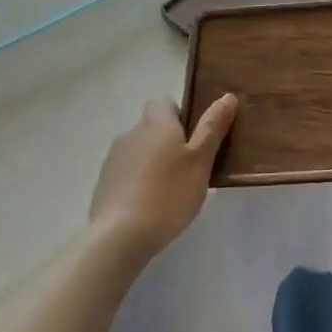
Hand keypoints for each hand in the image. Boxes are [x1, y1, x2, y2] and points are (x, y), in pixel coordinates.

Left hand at [89, 94, 237, 260]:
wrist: (120, 235)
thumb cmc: (170, 193)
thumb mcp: (201, 160)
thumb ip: (213, 127)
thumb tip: (227, 96)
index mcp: (156, 123)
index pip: (164, 103)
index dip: (181, 115)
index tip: (196, 137)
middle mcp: (131, 134)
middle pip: (152, 127)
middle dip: (169, 141)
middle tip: (190, 166)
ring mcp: (114, 159)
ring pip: (139, 150)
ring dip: (153, 161)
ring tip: (171, 190)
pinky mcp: (104, 184)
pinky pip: (127, 173)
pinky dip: (139, 181)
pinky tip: (150, 205)